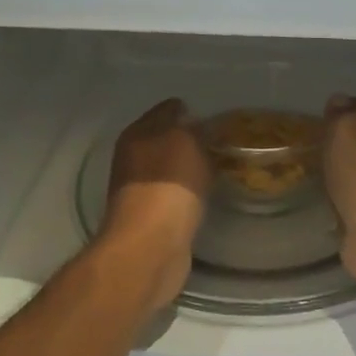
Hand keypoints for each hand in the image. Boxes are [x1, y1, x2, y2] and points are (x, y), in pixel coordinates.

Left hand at [102, 99, 210, 309]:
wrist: (151, 245)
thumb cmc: (169, 183)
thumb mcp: (188, 141)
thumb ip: (195, 128)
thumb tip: (199, 126)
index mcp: (137, 133)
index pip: (166, 110)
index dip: (189, 109)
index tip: (215, 117)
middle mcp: (133, 158)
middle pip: (166, 139)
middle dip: (191, 139)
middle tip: (223, 142)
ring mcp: (139, 190)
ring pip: (171, 168)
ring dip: (191, 167)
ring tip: (221, 166)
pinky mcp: (151, 218)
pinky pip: (175, 194)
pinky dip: (190, 192)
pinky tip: (208, 194)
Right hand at [322, 95, 355, 294]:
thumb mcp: (348, 127)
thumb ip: (343, 112)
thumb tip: (338, 102)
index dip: (339, 111)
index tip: (315, 119)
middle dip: (336, 144)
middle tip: (307, 147)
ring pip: (353, 172)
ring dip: (337, 173)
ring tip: (309, 173)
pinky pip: (349, 200)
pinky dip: (337, 200)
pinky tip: (321, 200)